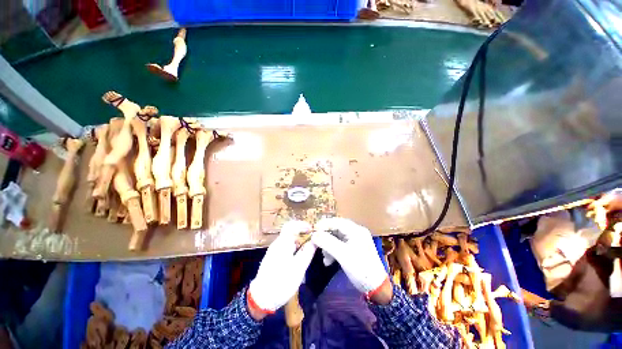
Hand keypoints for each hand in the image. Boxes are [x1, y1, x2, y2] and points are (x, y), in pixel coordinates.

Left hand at [248, 220, 315, 316]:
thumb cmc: (281, 282)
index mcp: (282, 243)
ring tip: (308, 251)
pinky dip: (294, 249)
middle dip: (302, 234)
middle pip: (290, 233)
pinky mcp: (273, 258)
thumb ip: (307, 252)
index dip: (302, 225)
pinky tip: (299, 259)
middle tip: (313, 241)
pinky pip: (285, 248)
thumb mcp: (298, 268)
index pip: (291, 226)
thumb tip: (314, 240)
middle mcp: (277, 244)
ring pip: (288, 241)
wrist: (261, 298)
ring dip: (299, 242)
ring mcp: (274, 251)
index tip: (311, 229)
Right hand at [311, 218, 388, 296]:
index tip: (313, 230)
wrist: (376, 287)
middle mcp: (356, 232)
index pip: (337, 221)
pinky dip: (332, 251)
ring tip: (324, 258)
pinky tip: (328, 261)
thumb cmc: (360, 269)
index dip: (324, 224)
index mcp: (356, 230)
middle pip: (336, 229)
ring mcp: (355, 240)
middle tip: (316, 244)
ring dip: (328, 246)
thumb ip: (327, 243)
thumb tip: (313, 235)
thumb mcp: (342, 255)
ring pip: (336, 238)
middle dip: (325, 237)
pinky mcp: (353, 248)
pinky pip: (339, 245)